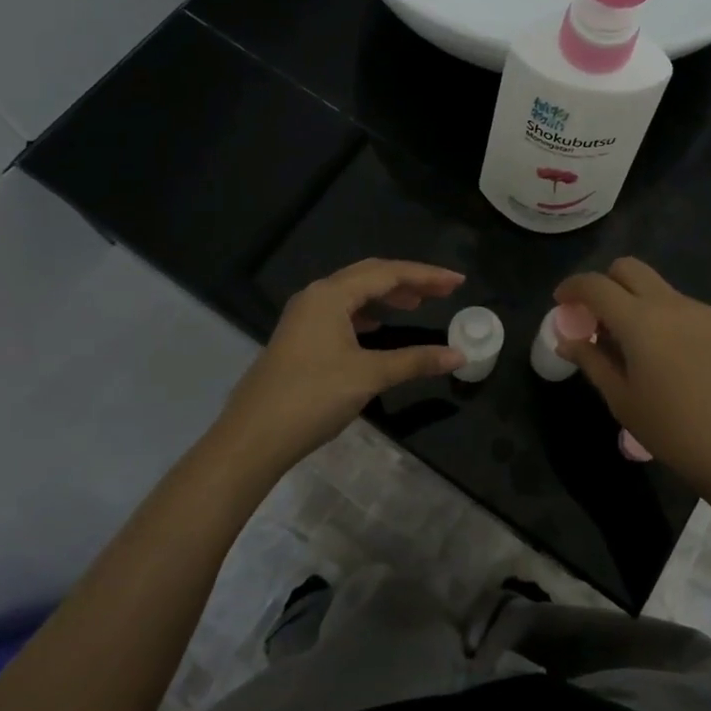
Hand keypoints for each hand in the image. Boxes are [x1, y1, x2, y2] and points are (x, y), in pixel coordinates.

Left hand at [213, 259, 465, 474]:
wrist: (252, 437)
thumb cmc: (312, 397)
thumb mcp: (369, 376)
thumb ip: (415, 360)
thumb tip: (458, 356)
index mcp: (331, 294)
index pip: (387, 273)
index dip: (426, 275)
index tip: (457, 282)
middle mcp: (316, 296)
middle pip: (370, 276)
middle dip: (408, 281)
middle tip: (443, 290)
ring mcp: (304, 317)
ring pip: (353, 294)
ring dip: (386, 296)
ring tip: (417, 304)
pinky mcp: (300, 338)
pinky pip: (341, 312)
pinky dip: (367, 314)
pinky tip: (379, 327)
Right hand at [555, 258, 710, 497]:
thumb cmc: (673, 430)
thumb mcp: (622, 399)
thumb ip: (592, 361)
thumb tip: (567, 341)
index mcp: (639, 321)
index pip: (595, 285)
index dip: (572, 287)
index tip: (561, 302)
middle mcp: (670, 304)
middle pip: (628, 268)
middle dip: (605, 283)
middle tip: (597, 318)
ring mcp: (701, 311)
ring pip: (657, 288)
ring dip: (636, 302)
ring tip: (635, 346)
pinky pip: (683, 307)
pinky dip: (664, 318)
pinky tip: (670, 357)